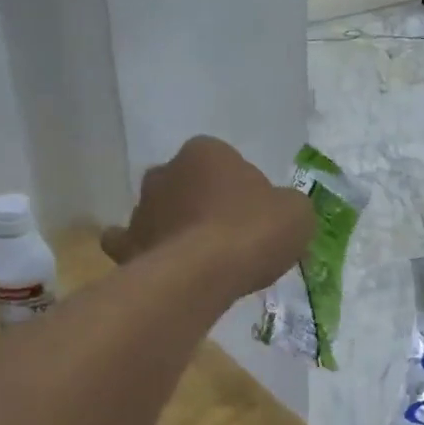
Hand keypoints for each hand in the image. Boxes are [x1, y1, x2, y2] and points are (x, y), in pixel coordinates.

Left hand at [102, 137, 314, 296]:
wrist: (205, 273)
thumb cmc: (253, 231)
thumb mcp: (296, 213)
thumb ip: (287, 205)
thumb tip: (280, 212)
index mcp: (206, 151)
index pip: (226, 162)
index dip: (243, 189)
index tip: (255, 217)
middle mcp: (166, 170)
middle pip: (189, 185)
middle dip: (203, 204)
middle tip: (228, 237)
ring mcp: (141, 208)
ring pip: (161, 213)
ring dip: (175, 228)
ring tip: (199, 261)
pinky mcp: (127, 245)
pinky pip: (132, 244)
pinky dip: (145, 252)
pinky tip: (161, 267)